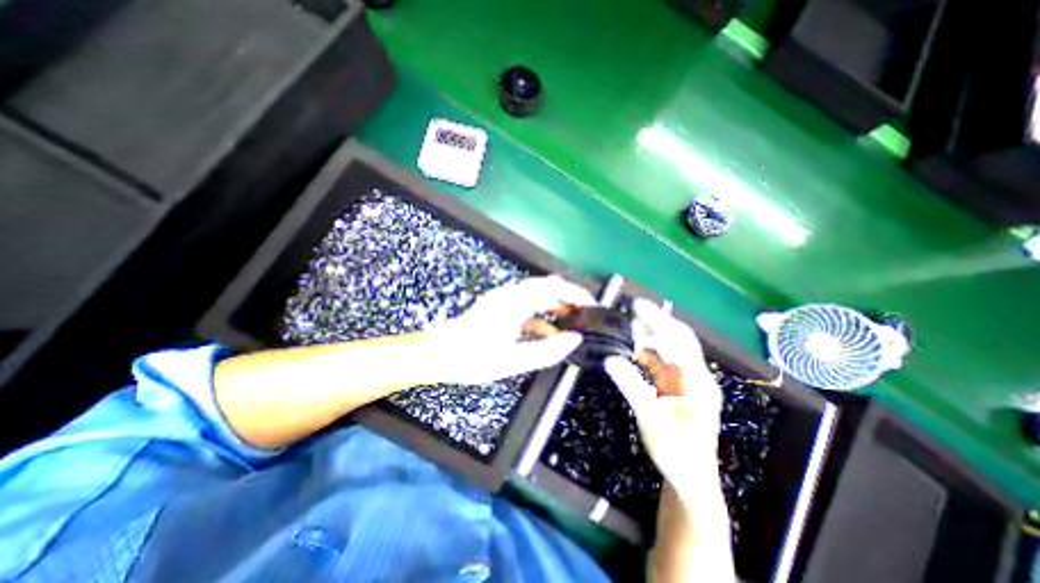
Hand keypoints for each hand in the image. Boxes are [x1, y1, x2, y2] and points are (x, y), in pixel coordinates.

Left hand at [424, 274, 602, 385]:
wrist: (438, 355)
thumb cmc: (472, 357)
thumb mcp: (513, 359)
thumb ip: (547, 350)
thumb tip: (573, 341)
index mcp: (515, 302)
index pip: (554, 286)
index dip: (576, 293)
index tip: (591, 306)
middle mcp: (510, 295)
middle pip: (547, 287)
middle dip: (568, 299)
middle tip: (584, 317)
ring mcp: (503, 300)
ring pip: (537, 296)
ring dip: (555, 307)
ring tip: (571, 325)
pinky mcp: (499, 307)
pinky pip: (526, 306)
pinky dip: (541, 315)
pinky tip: (547, 332)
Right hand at [601, 302, 723, 496]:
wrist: (691, 479)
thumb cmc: (674, 451)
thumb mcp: (651, 420)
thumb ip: (631, 387)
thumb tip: (610, 360)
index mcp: (697, 381)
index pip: (678, 339)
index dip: (657, 319)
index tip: (636, 304)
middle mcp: (697, 376)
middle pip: (678, 339)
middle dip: (656, 322)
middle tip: (631, 313)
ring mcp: (689, 382)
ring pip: (671, 349)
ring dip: (652, 336)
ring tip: (629, 328)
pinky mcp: (680, 388)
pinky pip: (665, 362)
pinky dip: (650, 352)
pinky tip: (635, 350)